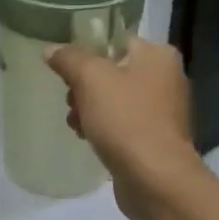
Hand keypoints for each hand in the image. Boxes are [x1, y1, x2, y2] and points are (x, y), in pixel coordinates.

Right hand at [46, 38, 201, 219]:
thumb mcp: (91, 79)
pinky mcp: (154, 139)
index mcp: (159, 55)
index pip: (116, 41)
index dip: (86, 52)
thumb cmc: (126, 120)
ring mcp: (162, 111)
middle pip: (113, 71)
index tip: (65, 69)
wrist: (155, 179)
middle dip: (84, 86)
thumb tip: (52, 50)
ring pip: (114, 100)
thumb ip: (69, 58)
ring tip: (75, 124)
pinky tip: (87, 139)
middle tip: (71, 101)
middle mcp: (166, 78)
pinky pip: (121, 124)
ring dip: (89, 109)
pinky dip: (103, 129)